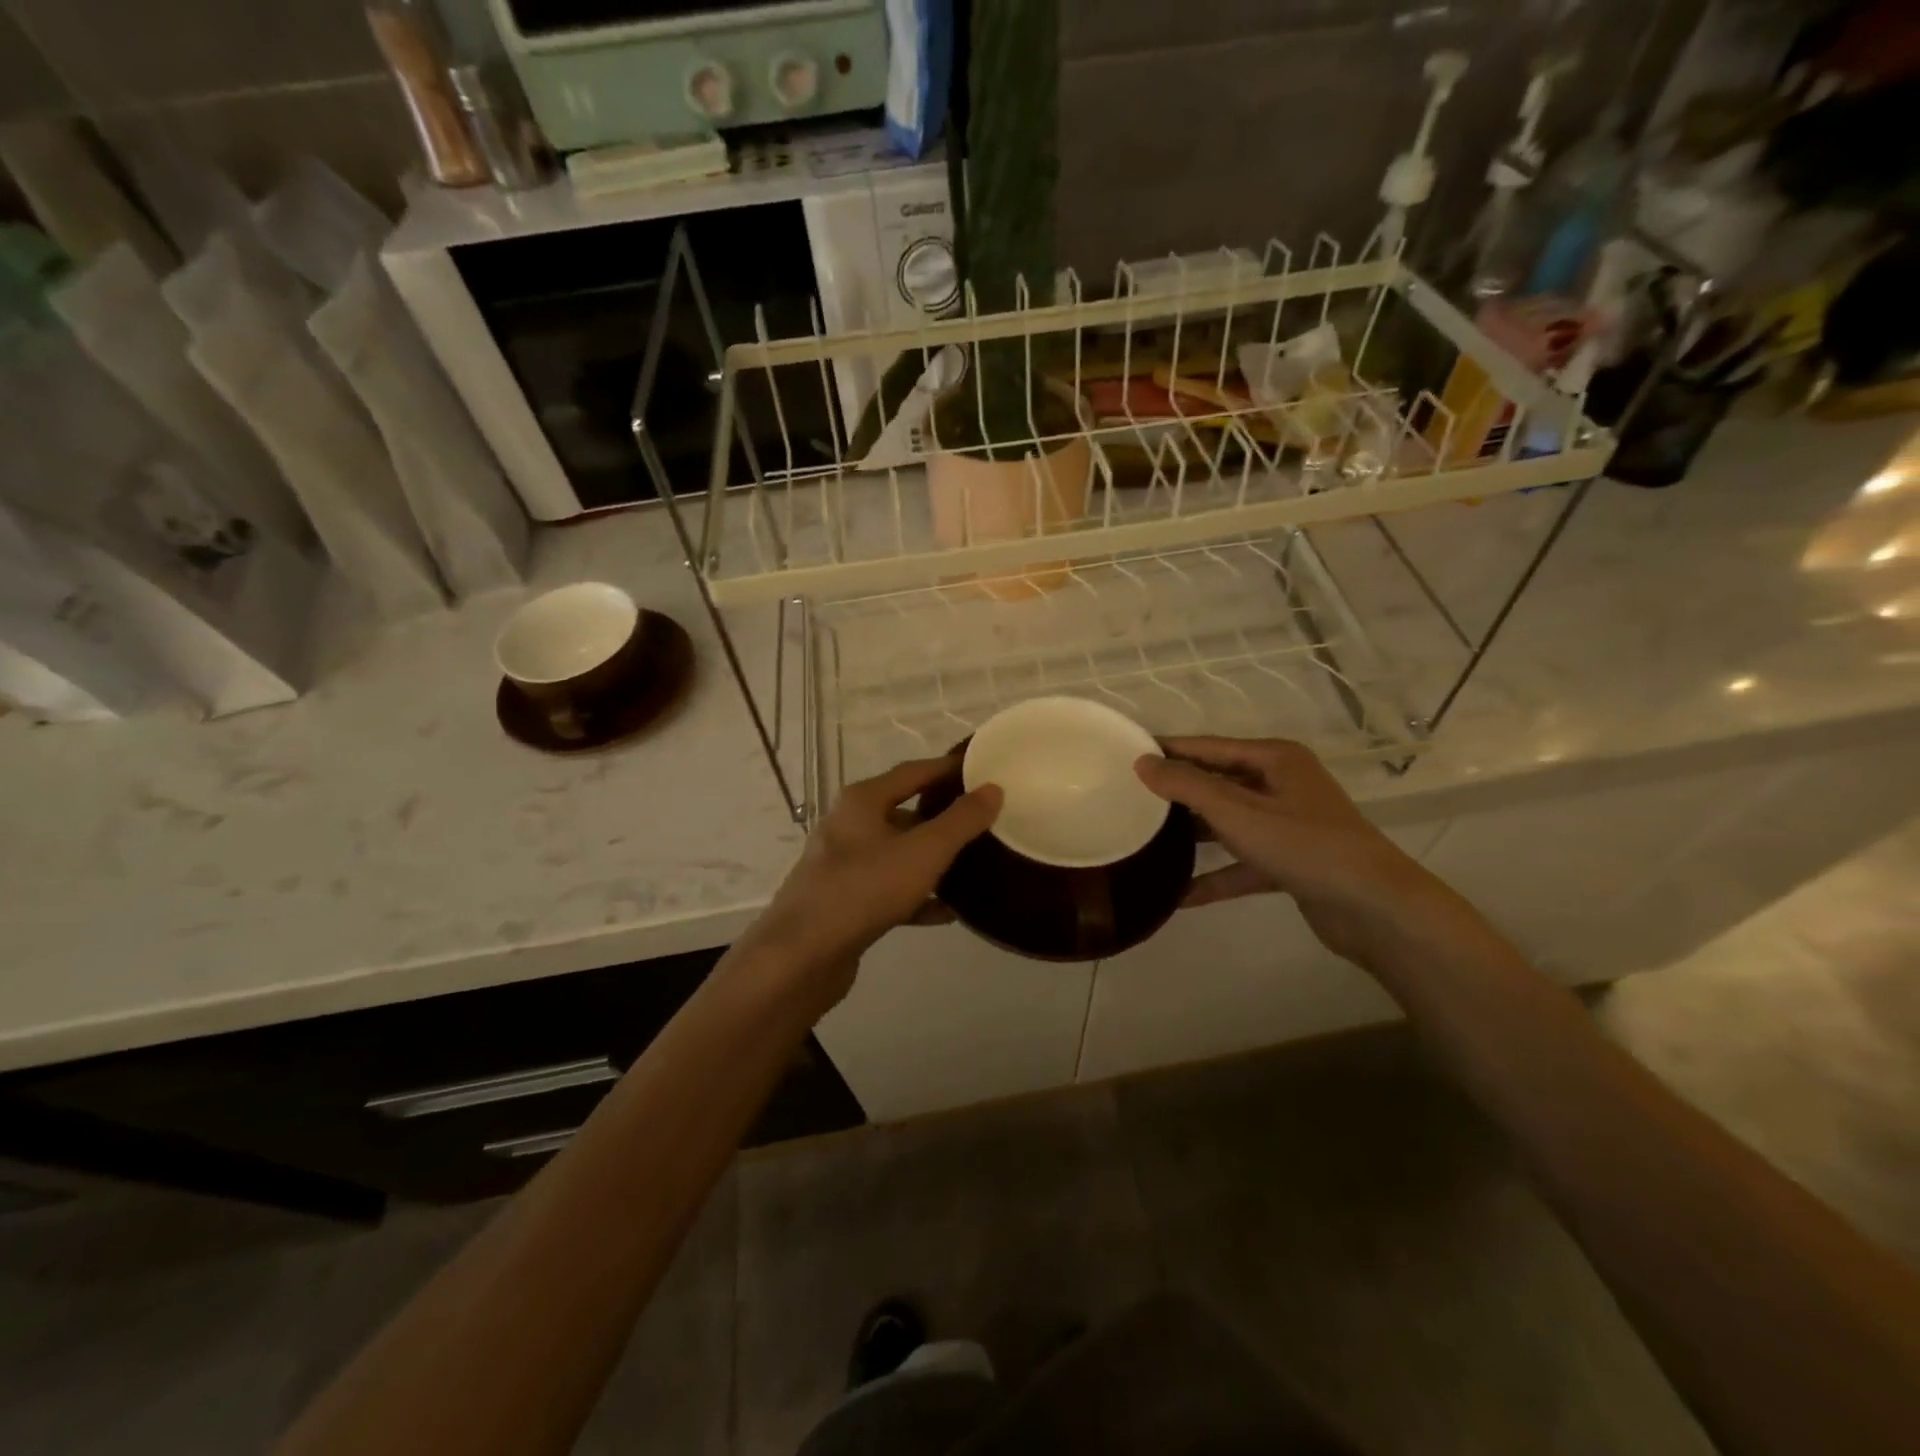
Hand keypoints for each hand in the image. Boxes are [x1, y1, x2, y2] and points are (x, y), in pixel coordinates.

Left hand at [739, 757, 1000, 1009]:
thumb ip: (961, 820)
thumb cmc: (865, 888)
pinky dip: (916, 896)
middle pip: (904, 812)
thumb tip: (992, 789)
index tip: (982, 770)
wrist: (801, 956)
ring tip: (972, 866)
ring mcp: (843, 865)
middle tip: (983, 822)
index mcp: (863, 800)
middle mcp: (849, 825)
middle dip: (943, 817)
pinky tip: (947, 912)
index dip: (949, 768)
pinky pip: (888, 890)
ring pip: (897, 854)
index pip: (914, 771)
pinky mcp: (844, 902)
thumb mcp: (924, 851)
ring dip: (931, 860)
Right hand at [1135, 737, 1443, 963]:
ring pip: (1228, 823)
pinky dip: (1215, 876)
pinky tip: (1178, 895)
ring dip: (1192, 835)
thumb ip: (1188, 786)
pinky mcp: (1290, 862)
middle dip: (1176, 792)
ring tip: (1145, 839)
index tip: (1126, 755)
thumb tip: (1142, 762)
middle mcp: (1282, 785)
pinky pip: (1242, 863)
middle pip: (1217, 782)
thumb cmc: (1305, 846)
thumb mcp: (1238, 812)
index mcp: (1274, 759)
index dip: (1168, 750)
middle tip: (1128, 798)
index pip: (1208, 747)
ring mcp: (1287, 825)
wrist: (1376, 909)